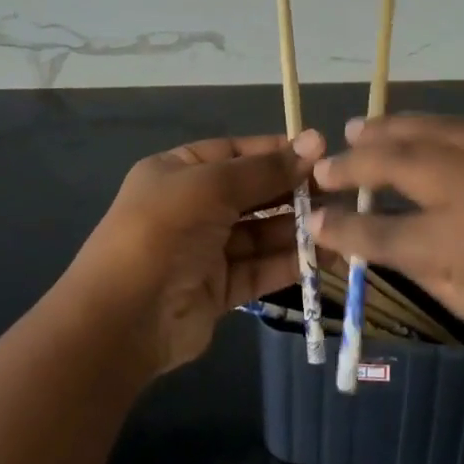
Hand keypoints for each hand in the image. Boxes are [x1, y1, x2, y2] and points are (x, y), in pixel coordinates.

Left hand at [65, 130, 325, 375]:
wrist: (120, 320)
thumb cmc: (161, 232)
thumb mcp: (210, 186)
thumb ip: (263, 170)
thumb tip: (314, 143)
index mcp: (178, 172)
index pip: (234, 152)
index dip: (276, 151)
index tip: (320, 151)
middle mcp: (192, 207)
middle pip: (252, 192)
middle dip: (293, 190)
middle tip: (340, 190)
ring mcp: (205, 250)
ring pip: (261, 232)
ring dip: (298, 228)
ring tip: (342, 223)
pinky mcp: (220, 290)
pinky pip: (261, 268)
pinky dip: (292, 262)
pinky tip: (327, 255)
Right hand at [309, 114, 463, 384]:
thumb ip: (420, 264)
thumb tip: (374, 236)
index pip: (383, 229)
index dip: (342, 226)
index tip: (314, 219)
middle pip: (401, 161)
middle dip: (355, 162)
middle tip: (325, 166)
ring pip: (434, 129)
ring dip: (390, 129)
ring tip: (358, 129)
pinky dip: (434, 129)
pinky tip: (415, 131)